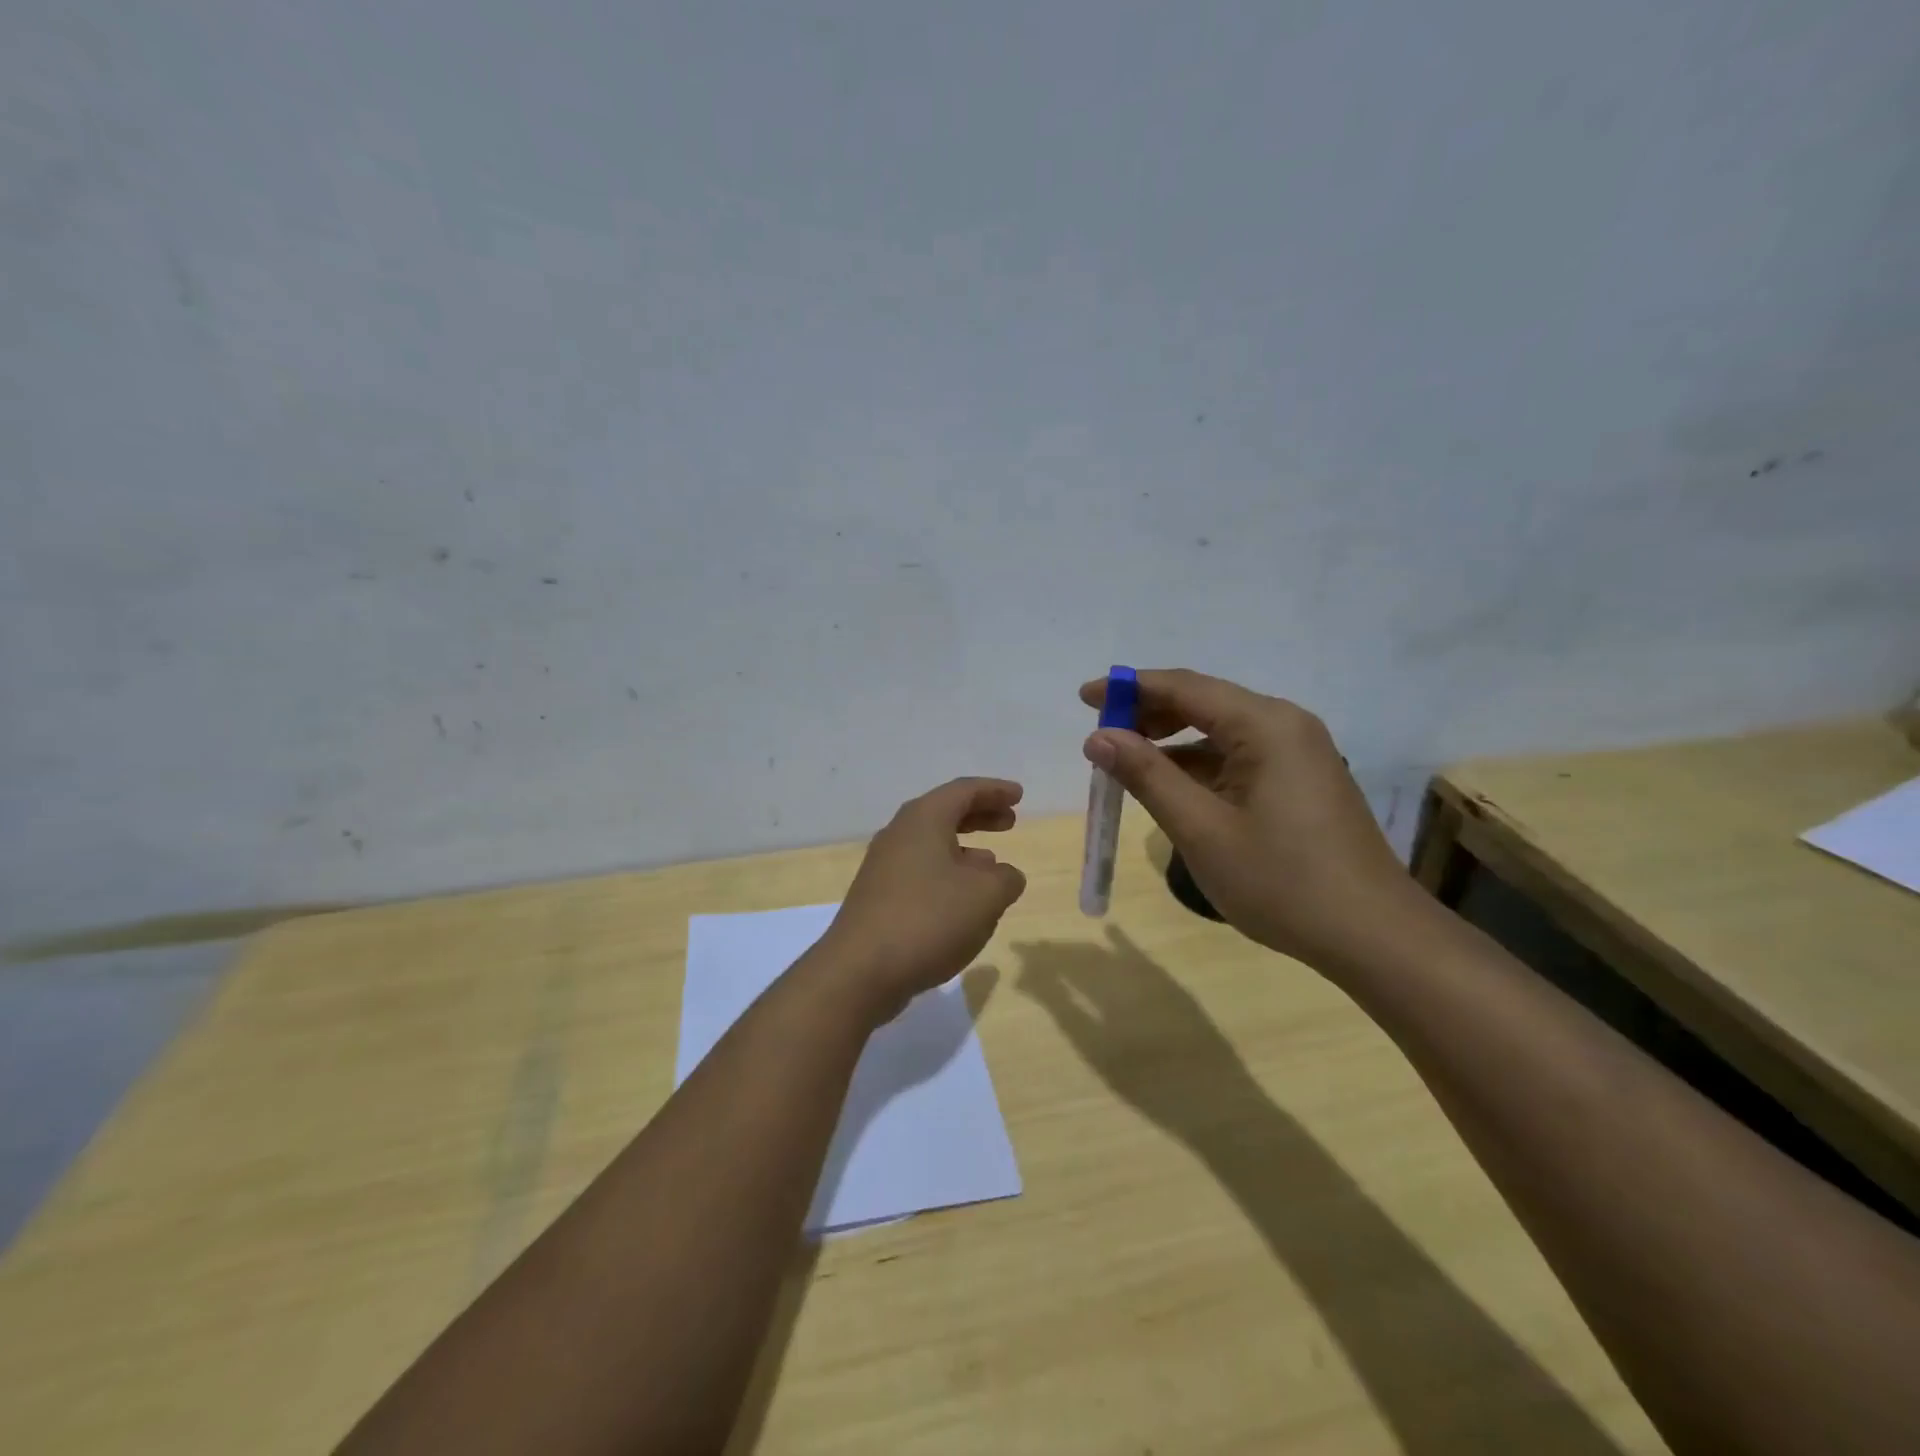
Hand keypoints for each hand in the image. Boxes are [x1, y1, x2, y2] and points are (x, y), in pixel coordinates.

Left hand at [818, 777, 1027, 1021]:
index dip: (994, 790)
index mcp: (923, 819)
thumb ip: (1005, 878)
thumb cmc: (929, 919)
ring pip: (931, 844)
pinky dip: (947, 874)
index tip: (1019, 796)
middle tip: (1009, 822)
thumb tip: (1005, 875)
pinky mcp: (878, 898)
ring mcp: (884, 867)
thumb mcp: (985, 896)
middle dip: (979, 815)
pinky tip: (962, 901)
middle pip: (944, 813)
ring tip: (992, 864)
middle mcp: (899, 834)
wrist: (860, 971)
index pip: (963, 790)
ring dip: (964, 849)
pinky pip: (920, 872)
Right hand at [1080, 669, 1417, 973]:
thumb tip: (1098, 737)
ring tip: (1125, 766)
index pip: (1184, 687)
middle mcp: (1284, 726)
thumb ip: (1146, 776)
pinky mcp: (1300, 782)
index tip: (1083, 697)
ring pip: (1219, 733)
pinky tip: (1170, 789)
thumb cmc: (1282, 881)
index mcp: (1265, 725)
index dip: (1129, 688)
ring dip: (1171, 744)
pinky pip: (1237, 758)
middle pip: (1203, 703)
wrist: (1373, 937)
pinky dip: (1198, 767)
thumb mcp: (1200, 828)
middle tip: (1100, 737)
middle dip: (1147, 715)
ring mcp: (1297, 754)